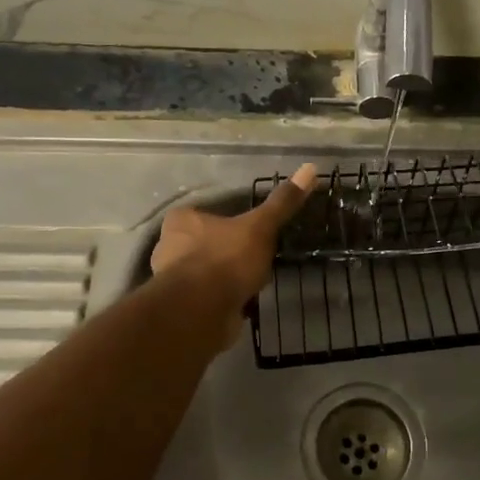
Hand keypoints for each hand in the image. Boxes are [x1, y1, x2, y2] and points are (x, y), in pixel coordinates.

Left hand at [150, 164, 317, 332]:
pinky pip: (207, 297)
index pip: (205, 214)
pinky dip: (223, 300)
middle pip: (205, 244)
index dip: (228, 222)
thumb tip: (309, 168)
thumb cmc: (226, 259)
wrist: (202, 310)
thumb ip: (282, 202)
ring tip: (252, 282)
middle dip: (227, 252)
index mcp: (181, 221)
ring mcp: (173, 280)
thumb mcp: (260, 226)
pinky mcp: (182, 308)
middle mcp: (169, 247)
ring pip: (206, 272)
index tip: (250, 232)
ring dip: (225, 278)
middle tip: (254, 258)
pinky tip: (243, 303)